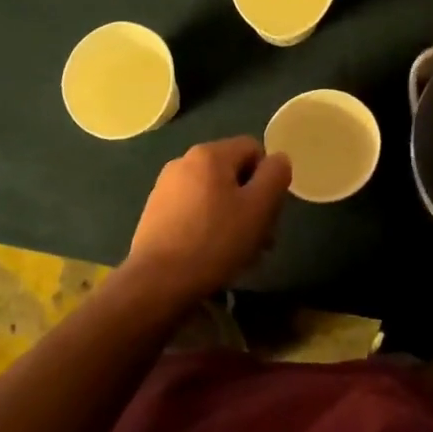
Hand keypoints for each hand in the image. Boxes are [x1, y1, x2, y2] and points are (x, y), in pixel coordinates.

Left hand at [124, 137, 291, 306]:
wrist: (156, 282)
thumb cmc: (215, 241)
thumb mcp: (259, 207)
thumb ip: (275, 175)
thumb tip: (278, 160)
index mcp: (210, 154)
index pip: (253, 149)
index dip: (268, 178)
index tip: (268, 211)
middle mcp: (184, 161)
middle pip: (233, 173)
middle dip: (251, 202)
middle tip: (260, 238)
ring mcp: (165, 187)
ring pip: (214, 194)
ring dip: (232, 217)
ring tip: (238, 252)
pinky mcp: (154, 212)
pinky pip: (193, 210)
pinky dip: (208, 225)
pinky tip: (211, 255)